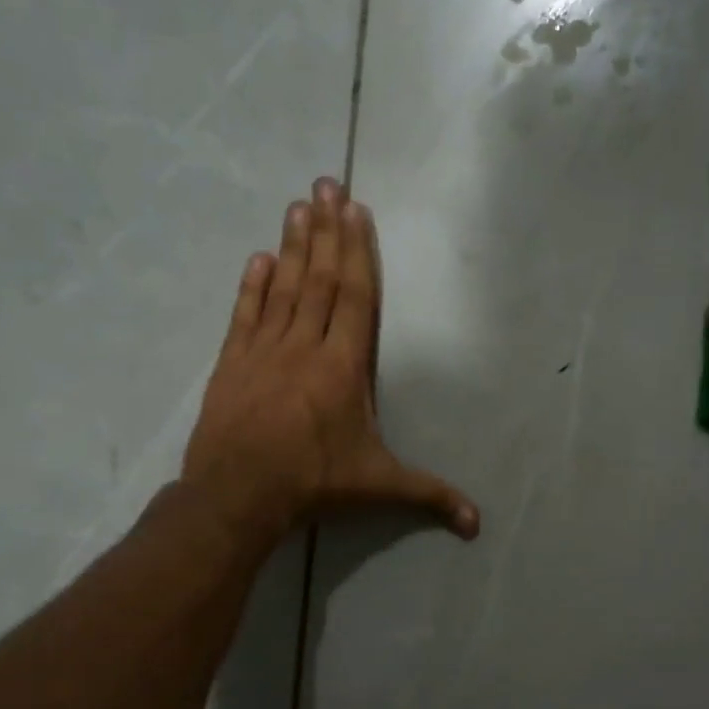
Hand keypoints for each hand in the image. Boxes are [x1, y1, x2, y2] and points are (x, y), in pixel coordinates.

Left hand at [182, 178, 479, 543]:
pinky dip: (252, 285)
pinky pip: (245, 315)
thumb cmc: (314, 483)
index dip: (357, 252)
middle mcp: (305, 346)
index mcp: (344, 366)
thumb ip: (430, 495)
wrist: (237, 496)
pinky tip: (258, 257)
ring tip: (297, 206)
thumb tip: (477, 524)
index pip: (355, 297)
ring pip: (283, 288)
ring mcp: (264, 352)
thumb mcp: (380, 487)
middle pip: (320, 279)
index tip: (355, 211)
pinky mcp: (231, 364)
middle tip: (326, 184)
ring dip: (293, 246)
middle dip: (326, 230)